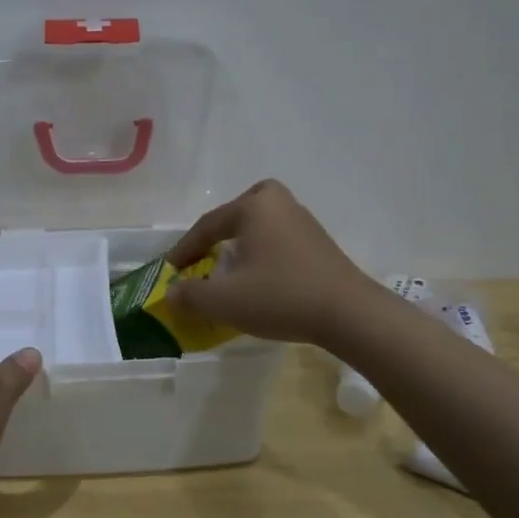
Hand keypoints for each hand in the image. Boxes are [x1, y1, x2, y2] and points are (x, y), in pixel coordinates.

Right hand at [163, 179, 374, 346]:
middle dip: (216, 235)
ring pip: (259, 226)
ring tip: (228, 270)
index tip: (169, 271)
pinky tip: (260, 278)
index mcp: (254, 206)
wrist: (349, 314)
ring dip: (241, 245)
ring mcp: (303, 221)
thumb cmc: (280, 296)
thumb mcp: (224, 301)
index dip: (184, 250)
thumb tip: (171, 293)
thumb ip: (189, 295)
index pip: (207, 226)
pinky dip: (262, 253)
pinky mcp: (319, 242)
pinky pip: (278, 239)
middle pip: (236, 214)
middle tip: (202, 257)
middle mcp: (279, 203)